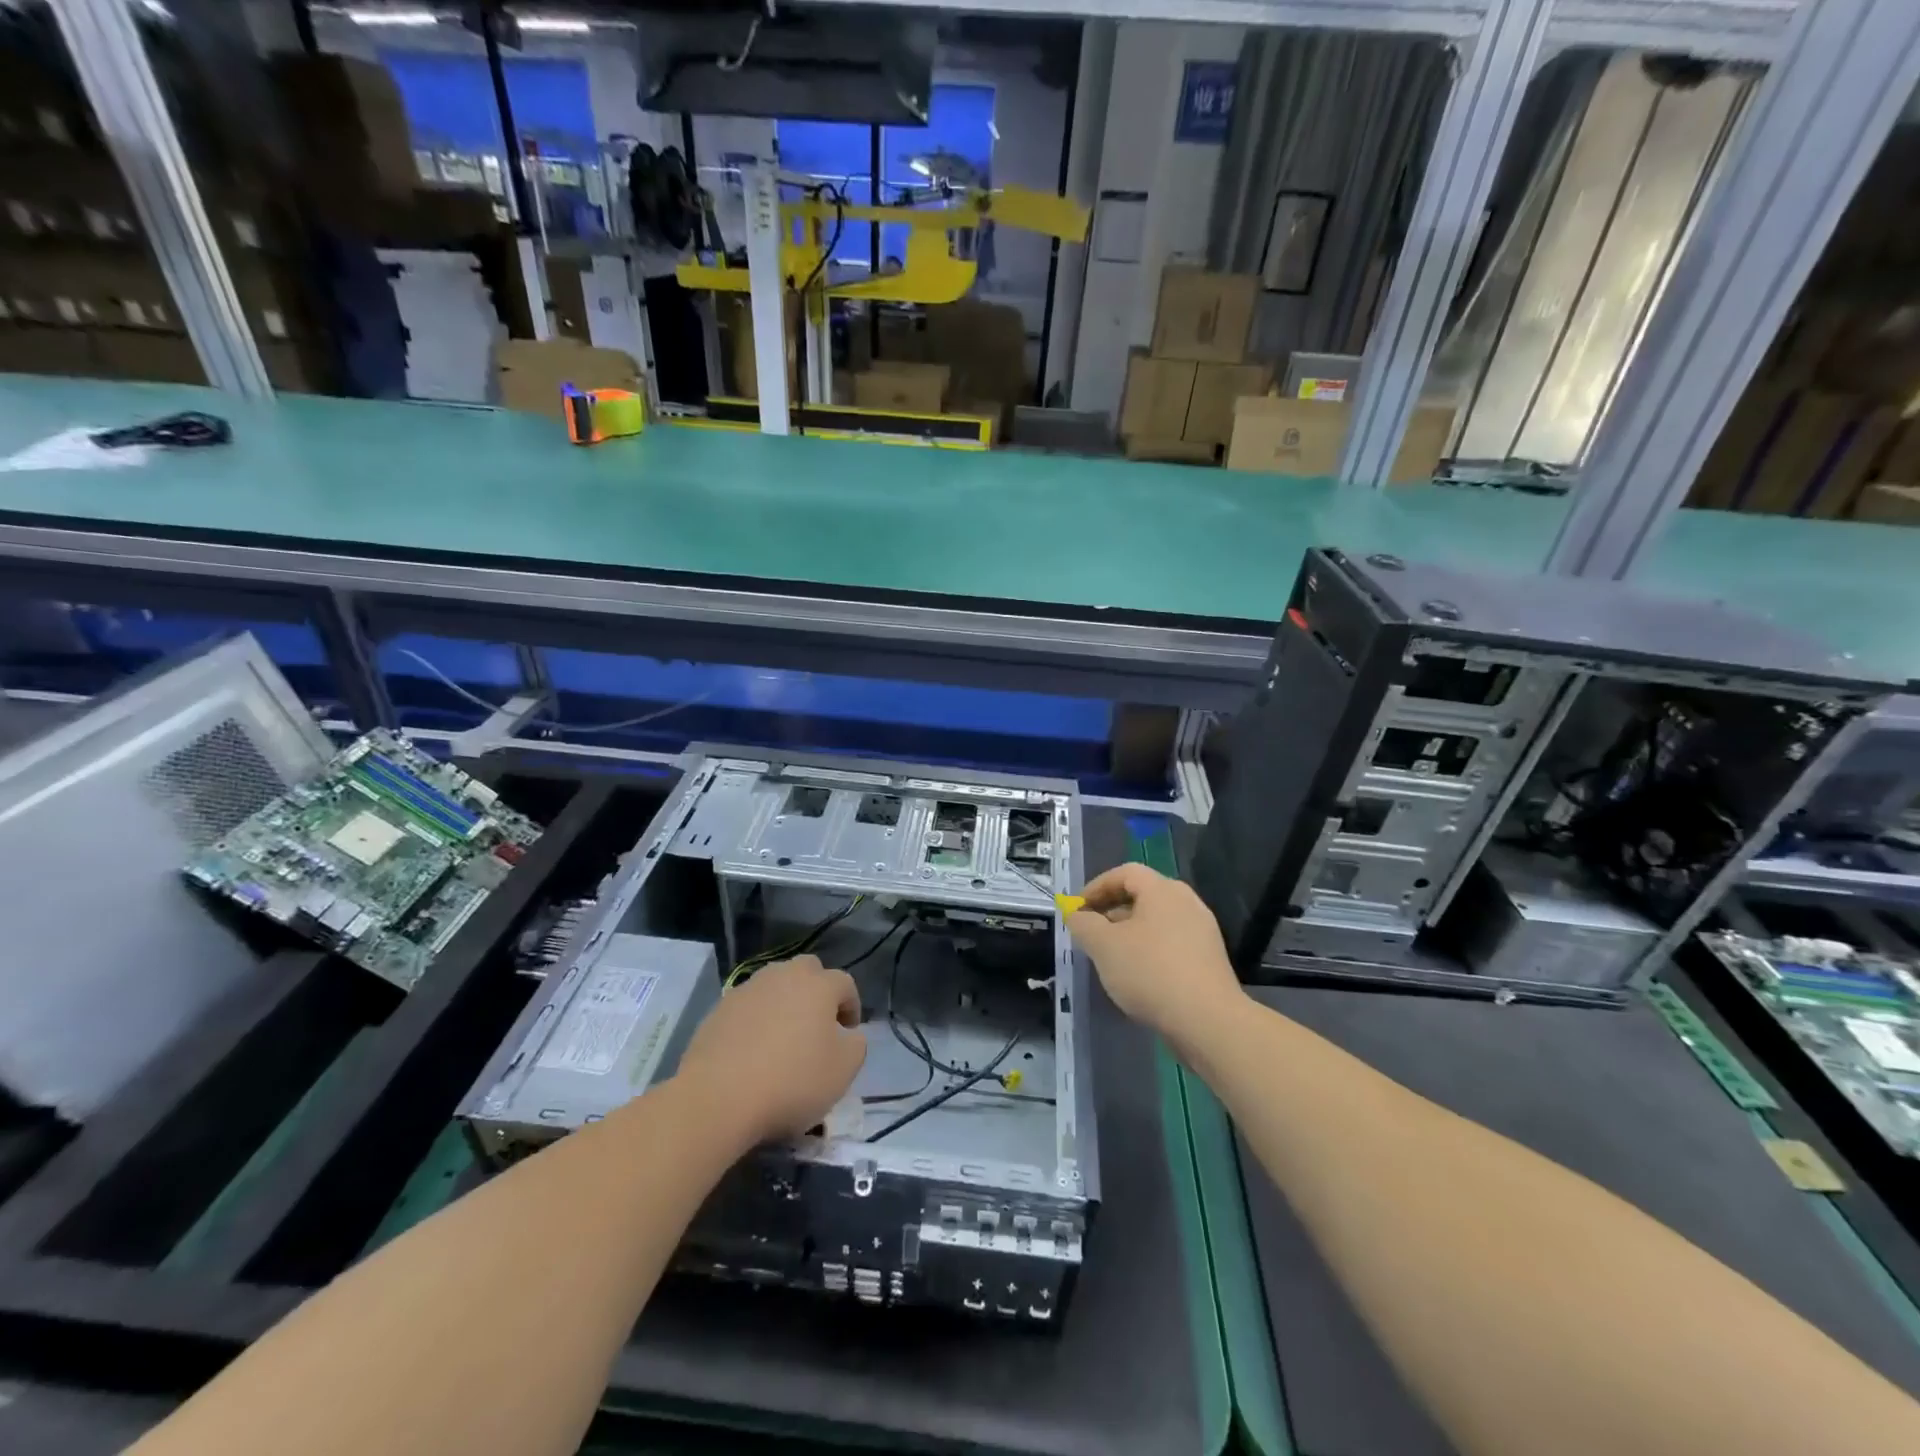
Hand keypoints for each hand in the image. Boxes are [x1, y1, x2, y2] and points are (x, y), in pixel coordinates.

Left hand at [673, 955, 866, 1143]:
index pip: (845, 983)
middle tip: (817, 1023)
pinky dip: (756, 1019)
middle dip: (817, 990)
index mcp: (819, 985)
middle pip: (808, 970)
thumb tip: (848, 1035)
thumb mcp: (843, 1071)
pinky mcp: (719, 1009)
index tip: (849, 1032)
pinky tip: (753, 1049)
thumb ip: (856, 1046)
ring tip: (783, 1035)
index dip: (851, 1005)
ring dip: (784, 1001)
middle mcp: (784, 976)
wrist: (718, 1097)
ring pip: (774, 984)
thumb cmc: (792, 1080)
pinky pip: (748, 1006)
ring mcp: (748, 989)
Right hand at [1067, 863, 1244, 1045]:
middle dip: (1111, 910)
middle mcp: (1186, 902)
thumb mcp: (1104, 946)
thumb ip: (1083, 924)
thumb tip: (1076, 914)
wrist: (1208, 1021)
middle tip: (1090, 932)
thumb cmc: (1150, 972)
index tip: (1077, 909)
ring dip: (1129, 932)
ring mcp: (1202, 931)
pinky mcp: (1208, 958)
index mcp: (1163, 890)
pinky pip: (1171, 942)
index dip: (1097, 887)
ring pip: (1156, 921)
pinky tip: (1137, 975)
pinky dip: (1149, 948)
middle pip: (1142, 895)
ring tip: (1110, 956)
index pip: (1125, 873)